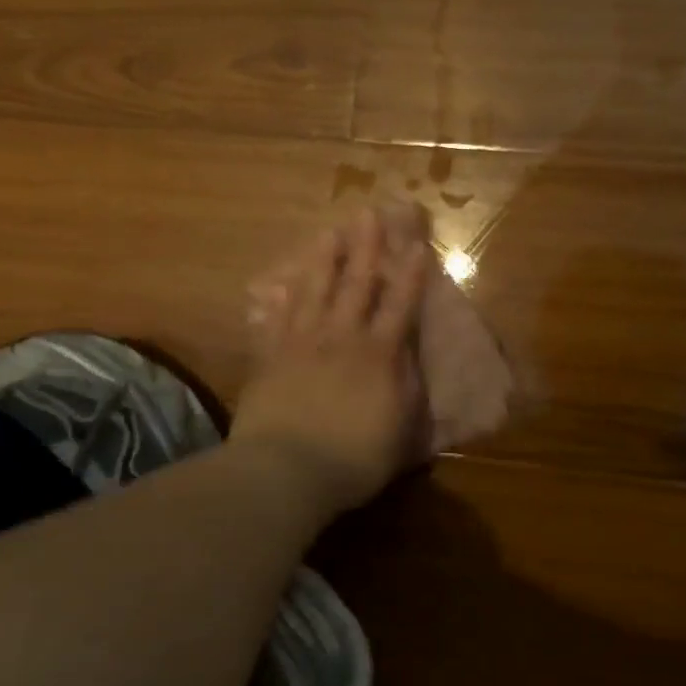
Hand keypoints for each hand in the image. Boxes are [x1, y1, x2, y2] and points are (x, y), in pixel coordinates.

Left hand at [232, 208, 431, 514]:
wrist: (286, 471)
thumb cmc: (354, 458)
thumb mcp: (401, 429)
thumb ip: (408, 387)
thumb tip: (409, 354)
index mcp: (378, 355)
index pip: (400, 305)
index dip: (410, 274)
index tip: (416, 243)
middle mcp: (341, 338)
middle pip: (356, 285)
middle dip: (365, 248)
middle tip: (368, 213)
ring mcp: (301, 344)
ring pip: (313, 291)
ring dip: (322, 260)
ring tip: (327, 232)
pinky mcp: (269, 359)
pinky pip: (275, 320)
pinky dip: (278, 300)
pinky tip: (277, 284)